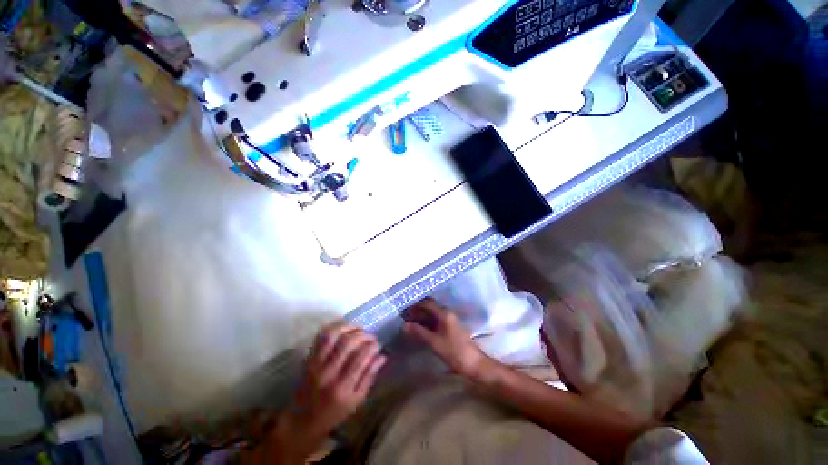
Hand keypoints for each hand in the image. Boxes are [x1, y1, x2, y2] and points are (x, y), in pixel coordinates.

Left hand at [295, 323, 385, 434]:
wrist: (303, 421)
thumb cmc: (334, 413)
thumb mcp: (356, 401)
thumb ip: (369, 376)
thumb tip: (382, 356)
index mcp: (342, 388)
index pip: (360, 357)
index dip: (372, 346)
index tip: (378, 345)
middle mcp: (328, 373)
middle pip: (347, 343)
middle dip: (363, 335)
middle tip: (370, 337)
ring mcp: (316, 364)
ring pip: (332, 335)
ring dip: (348, 327)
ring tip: (358, 329)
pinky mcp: (309, 359)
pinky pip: (321, 337)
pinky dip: (333, 328)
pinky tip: (344, 328)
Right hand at [403, 299, 490, 378]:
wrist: (474, 364)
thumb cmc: (454, 352)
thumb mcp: (434, 342)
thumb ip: (419, 332)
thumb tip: (404, 324)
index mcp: (445, 314)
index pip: (427, 303)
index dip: (415, 306)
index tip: (405, 311)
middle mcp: (448, 314)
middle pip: (430, 307)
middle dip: (418, 311)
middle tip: (405, 318)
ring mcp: (450, 320)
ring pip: (433, 314)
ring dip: (422, 317)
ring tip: (410, 324)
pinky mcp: (451, 328)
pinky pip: (437, 321)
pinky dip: (428, 323)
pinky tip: (421, 330)